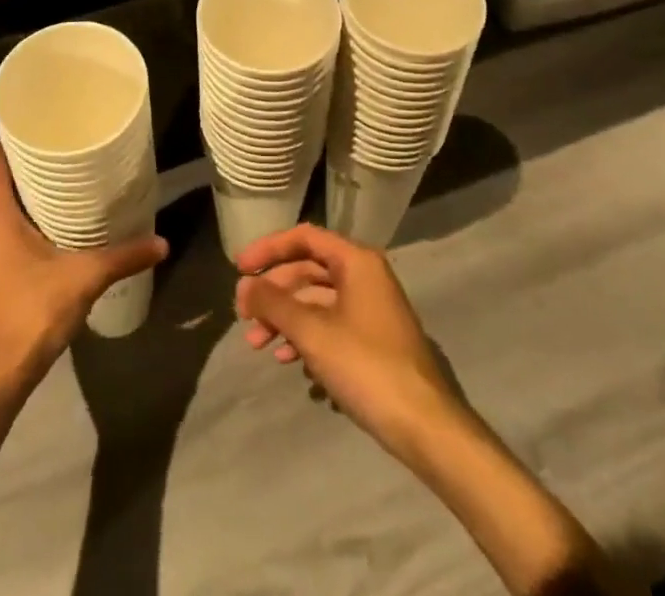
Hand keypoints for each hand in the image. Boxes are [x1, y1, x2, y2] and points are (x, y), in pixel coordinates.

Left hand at [0, 142, 167, 384]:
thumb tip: (162, 242)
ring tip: (60, 182)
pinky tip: (48, 226)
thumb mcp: (84, 278)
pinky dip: (17, 218)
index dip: (12, 135)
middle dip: (26, 161)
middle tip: (63, 148)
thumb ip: (123, 256)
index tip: (42, 124)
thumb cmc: (30, 312)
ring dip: (22, 192)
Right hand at [234, 224, 463, 460]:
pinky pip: (331, 325)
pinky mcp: (373, 340)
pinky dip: (306, 337)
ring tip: (258, 345)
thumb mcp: (312, 333)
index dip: (268, 249)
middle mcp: (365, 276)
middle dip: (274, 292)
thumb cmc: (366, 366)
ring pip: (317, 301)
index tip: (238, 268)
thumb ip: (274, 304)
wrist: (425, 426)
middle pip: (308, 270)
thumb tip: (244, 286)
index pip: (304, 238)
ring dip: (286, 319)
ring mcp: (371, 309)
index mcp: (356, 261)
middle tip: (244, 316)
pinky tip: (289, 362)